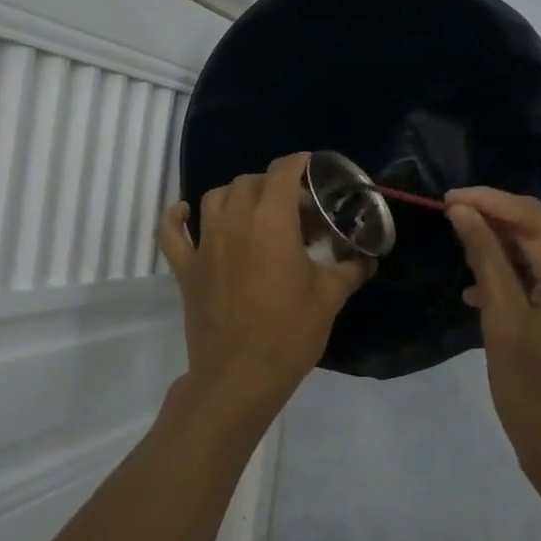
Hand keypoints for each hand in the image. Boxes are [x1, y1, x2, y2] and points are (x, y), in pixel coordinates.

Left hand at [158, 153, 370, 431]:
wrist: (240, 376)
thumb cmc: (290, 332)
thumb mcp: (330, 297)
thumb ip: (350, 269)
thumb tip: (367, 258)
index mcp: (272, 221)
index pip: (283, 172)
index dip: (300, 164)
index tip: (313, 171)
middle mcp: (234, 221)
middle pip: (250, 182)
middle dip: (274, 185)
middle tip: (295, 210)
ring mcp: (204, 243)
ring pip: (215, 197)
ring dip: (236, 195)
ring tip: (254, 211)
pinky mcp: (185, 268)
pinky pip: (172, 232)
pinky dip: (176, 217)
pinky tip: (185, 212)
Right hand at [445, 187, 540, 488]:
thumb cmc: (534, 396)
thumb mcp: (502, 322)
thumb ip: (485, 258)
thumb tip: (463, 212)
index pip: (533, 217)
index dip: (488, 201)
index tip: (447, 199)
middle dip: (499, 220)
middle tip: (453, 219)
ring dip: (512, 248)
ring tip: (466, 255)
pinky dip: (530, 274)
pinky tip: (491, 289)